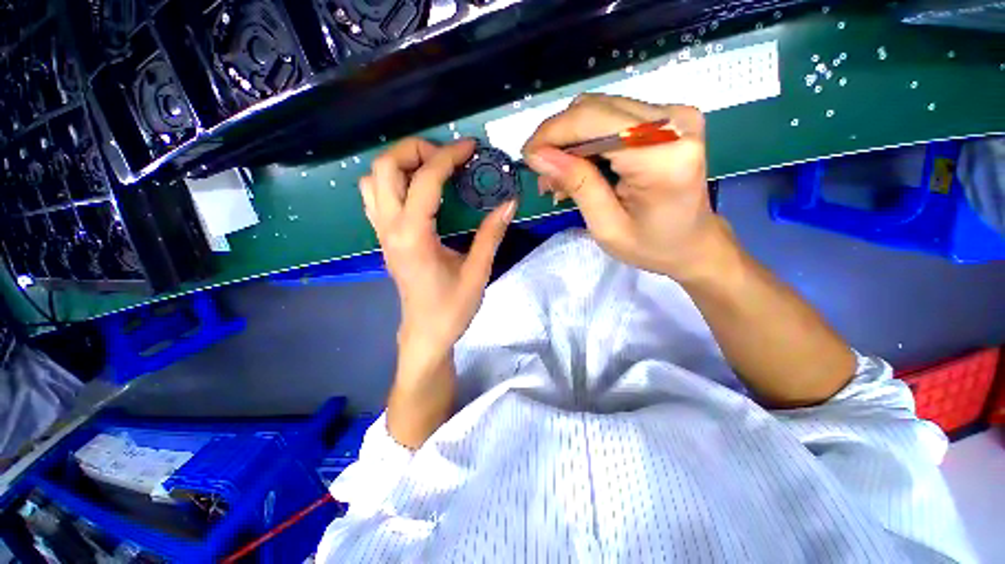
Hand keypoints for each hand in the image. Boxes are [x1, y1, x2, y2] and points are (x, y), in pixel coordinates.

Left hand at [360, 137, 516, 369]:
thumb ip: (492, 234)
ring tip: (433, 168)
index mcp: (414, 236)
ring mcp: (382, 233)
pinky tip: (419, 190)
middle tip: (448, 157)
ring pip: (373, 180)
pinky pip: (376, 197)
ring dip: (401, 164)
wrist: (426, 333)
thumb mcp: (478, 272)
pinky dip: (394, 181)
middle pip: (384, 167)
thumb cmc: (452, 308)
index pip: (425, 180)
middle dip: (415, 150)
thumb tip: (509, 202)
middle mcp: (390, 228)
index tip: (470, 147)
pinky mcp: (385, 238)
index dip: (448, 156)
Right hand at [523, 94, 729, 281]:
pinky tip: (579, 166)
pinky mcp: (668, 118)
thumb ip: (576, 184)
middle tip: (543, 172)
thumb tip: (537, 155)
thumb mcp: (606, 226)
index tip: (528, 157)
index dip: (552, 134)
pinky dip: (588, 140)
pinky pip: (613, 117)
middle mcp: (674, 122)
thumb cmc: (652, 246)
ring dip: (571, 140)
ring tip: (559, 176)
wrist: (694, 243)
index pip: (593, 121)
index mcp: (662, 157)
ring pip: (600, 109)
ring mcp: (674, 115)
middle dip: (558, 138)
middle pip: (595, 108)